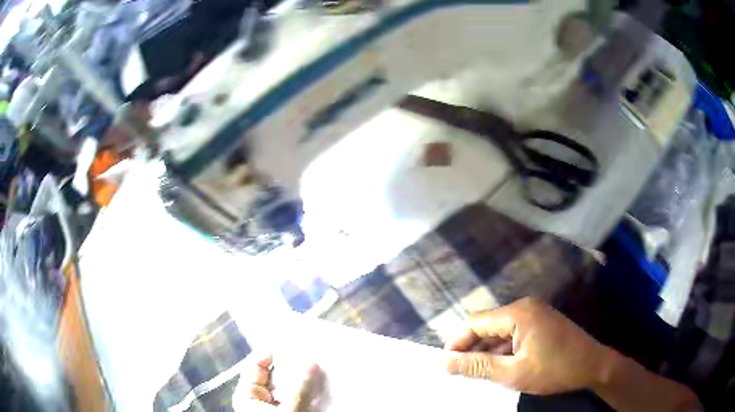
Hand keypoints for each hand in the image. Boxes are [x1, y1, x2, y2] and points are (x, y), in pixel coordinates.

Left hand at [234, 354, 327, 410]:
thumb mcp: (289, 411)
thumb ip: (300, 389)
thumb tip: (311, 363)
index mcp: (248, 394)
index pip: (257, 365)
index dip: (274, 353)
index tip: (296, 342)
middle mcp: (258, 397)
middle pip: (274, 375)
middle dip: (293, 366)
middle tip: (313, 353)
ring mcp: (272, 406)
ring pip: (287, 387)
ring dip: (302, 379)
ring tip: (320, 367)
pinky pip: (296, 398)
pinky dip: (306, 392)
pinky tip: (320, 386)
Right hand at [445, 297, 610, 394]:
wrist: (593, 365)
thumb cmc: (554, 370)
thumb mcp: (513, 373)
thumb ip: (478, 367)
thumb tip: (446, 363)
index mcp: (518, 313)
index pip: (476, 322)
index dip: (458, 343)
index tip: (448, 365)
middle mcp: (525, 307)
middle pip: (487, 325)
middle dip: (472, 348)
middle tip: (461, 373)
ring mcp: (535, 313)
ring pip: (500, 331)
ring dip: (487, 350)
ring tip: (477, 373)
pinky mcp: (541, 322)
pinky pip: (513, 333)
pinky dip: (502, 349)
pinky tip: (498, 366)